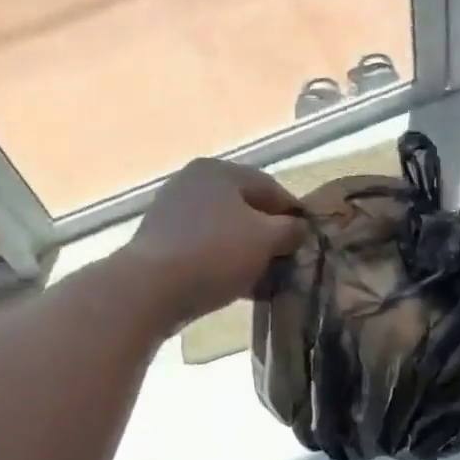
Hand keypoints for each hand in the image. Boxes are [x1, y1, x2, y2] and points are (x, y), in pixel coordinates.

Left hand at [122, 158, 305, 328]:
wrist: (151, 288)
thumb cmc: (215, 254)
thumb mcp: (266, 239)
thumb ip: (290, 230)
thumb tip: (300, 228)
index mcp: (220, 171)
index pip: (270, 187)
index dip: (294, 214)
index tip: (308, 240)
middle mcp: (193, 182)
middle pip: (245, 208)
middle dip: (268, 235)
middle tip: (286, 261)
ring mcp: (173, 211)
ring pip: (224, 230)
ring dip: (246, 252)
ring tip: (263, 278)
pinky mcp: (160, 241)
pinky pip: (204, 248)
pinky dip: (223, 262)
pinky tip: (235, 285)